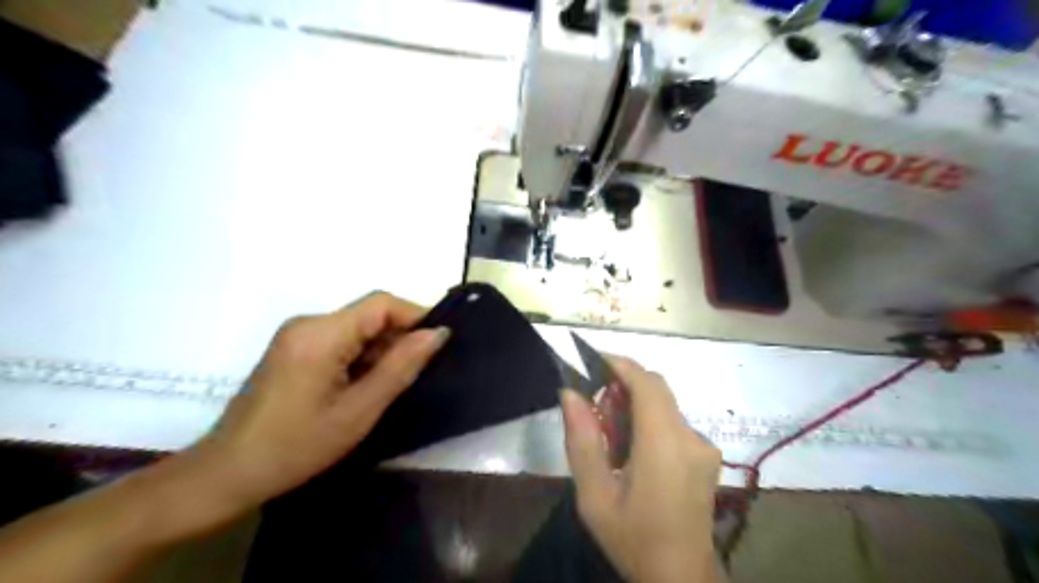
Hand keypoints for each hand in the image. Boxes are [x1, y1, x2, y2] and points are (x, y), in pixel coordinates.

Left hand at [195, 292, 448, 508]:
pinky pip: (341, 341)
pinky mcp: (294, 349)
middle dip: (399, 338)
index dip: (416, 316)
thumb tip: (437, 333)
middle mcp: (308, 323)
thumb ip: (401, 366)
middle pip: (370, 314)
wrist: (227, 475)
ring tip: (391, 388)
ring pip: (358, 329)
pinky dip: (362, 358)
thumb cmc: (296, 447)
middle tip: (418, 375)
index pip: (382, 303)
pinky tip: (365, 388)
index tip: (440, 344)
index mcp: (321, 333)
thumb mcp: (359, 410)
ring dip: (381, 351)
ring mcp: (298, 335)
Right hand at [561, 357, 723, 580]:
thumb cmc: (633, 537)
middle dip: (623, 386)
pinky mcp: (706, 454)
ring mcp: (703, 445)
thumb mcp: (594, 495)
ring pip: (664, 404)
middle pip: (656, 389)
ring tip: (611, 438)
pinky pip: (673, 421)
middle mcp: (690, 436)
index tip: (592, 361)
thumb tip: (570, 393)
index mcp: (664, 445)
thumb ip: (582, 440)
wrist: (681, 577)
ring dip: (635, 406)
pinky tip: (633, 452)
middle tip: (596, 412)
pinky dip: (649, 421)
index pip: (646, 383)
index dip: (620, 365)